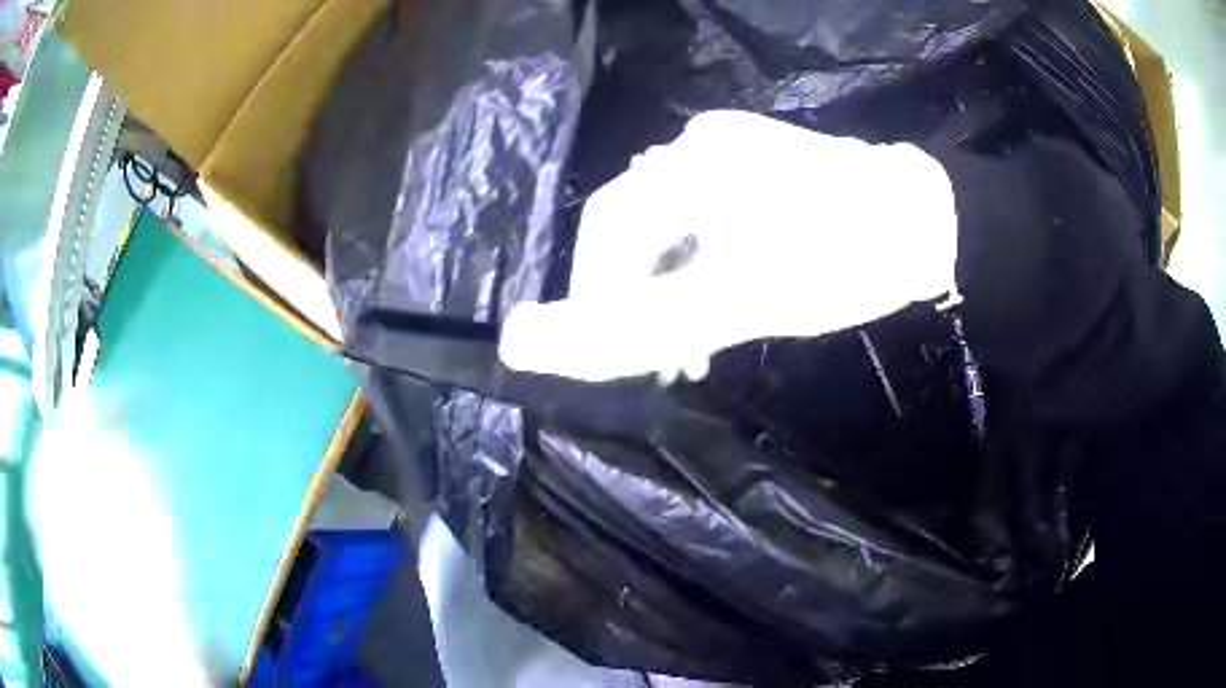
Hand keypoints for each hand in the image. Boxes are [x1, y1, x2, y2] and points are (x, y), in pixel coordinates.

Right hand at [500, 110, 957, 381]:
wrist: (930, 225)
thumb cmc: (839, 258)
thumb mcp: (736, 300)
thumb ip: (633, 326)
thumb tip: (522, 342)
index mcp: (687, 165)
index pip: (606, 230)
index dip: (596, 293)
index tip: (620, 350)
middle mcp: (701, 146)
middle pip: (638, 227)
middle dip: (640, 295)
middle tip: (664, 354)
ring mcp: (735, 153)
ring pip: (674, 226)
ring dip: (673, 285)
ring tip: (693, 338)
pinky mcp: (763, 170)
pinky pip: (708, 218)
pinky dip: (704, 265)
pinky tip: (721, 297)